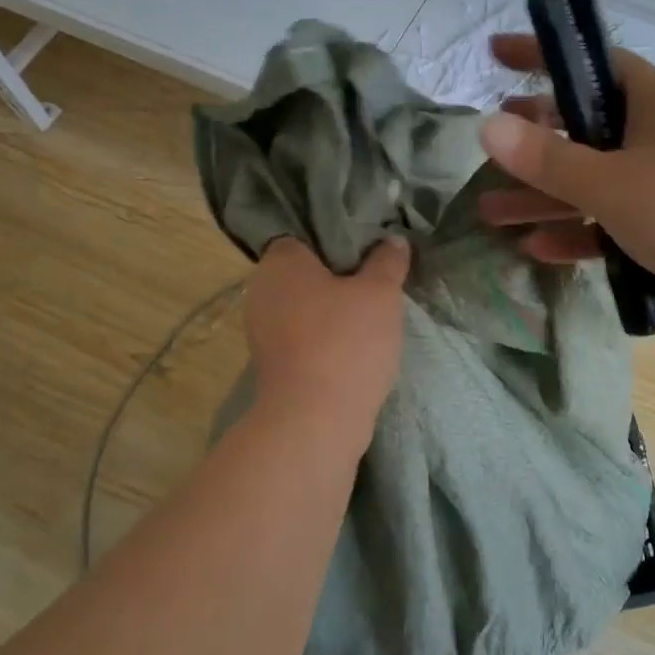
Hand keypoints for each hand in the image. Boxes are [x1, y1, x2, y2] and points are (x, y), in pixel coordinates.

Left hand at [245, 236, 409, 444]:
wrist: (315, 419)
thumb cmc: (346, 342)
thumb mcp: (380, 294)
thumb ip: (388, 262)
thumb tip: (393, 239)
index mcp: (280, 262)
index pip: (304, 234)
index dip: (337, 237)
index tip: (368, 246)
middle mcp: (261, 290)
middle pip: (304, 271)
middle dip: (338, 274)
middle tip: (376, 278)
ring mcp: (262, 329)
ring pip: (304, 305)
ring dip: (332, 308)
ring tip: (371, 311)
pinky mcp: (272, 362)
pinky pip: (302, 334)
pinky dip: (324, 335)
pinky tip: (354, 343)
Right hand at [476, 34, 654, 326]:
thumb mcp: (610, 182)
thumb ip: (546, 158)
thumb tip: (487, 125)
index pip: (591, 62)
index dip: (541, 56)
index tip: (496, 55)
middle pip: (587, 127)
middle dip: (536, 143)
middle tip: (494, 148)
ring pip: (596, 181)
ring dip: (547, 197)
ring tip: (493, 212)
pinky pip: (616, 219)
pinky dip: (580, 230)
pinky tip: (539, 248)